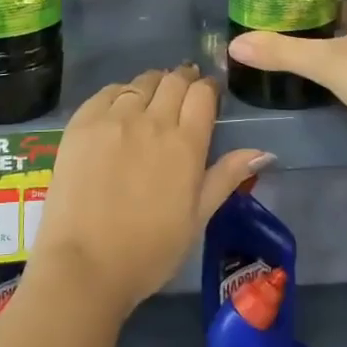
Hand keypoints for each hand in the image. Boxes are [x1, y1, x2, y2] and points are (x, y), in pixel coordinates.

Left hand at [29, 65, 269, 317]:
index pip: (203, 94)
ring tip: (153, 99)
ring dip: (154, 84)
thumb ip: (227, 177)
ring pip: (142, 82)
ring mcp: (114, 118)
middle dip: (184, 80)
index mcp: (186, 144)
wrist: (84, 266)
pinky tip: (121, 107)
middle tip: (184, 92)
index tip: (209, 94)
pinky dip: (121, 93)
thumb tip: (264, 152)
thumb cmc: (149, 251)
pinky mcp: (82, 122)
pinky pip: (108, 92)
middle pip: (174, 80)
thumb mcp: (197, 218)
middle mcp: (152, 120)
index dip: (209, 88)